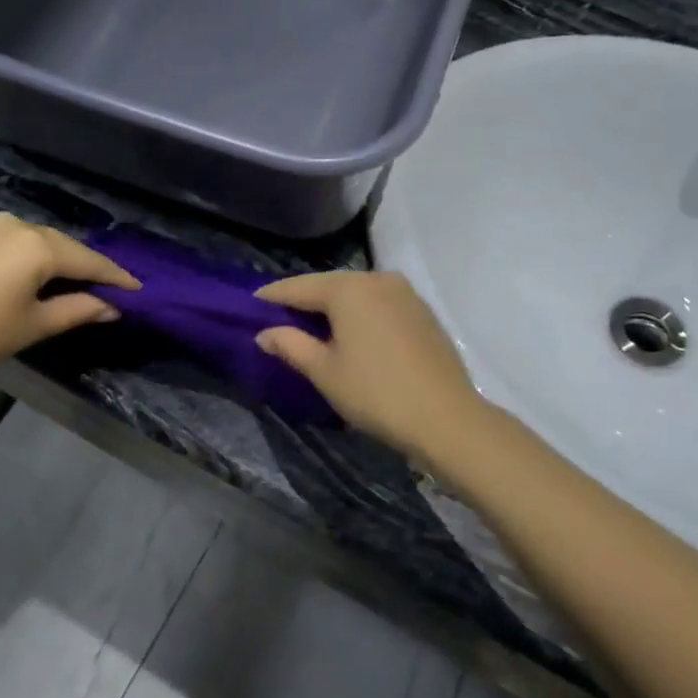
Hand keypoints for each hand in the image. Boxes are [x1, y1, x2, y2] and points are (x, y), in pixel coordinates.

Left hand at [0, 214, 138, 379]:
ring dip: (57, 259)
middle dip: (86, 266)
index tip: (138, 289)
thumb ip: (79, 310)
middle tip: (109, 287)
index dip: (115, 277)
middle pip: (63, 246)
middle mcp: (17, 223)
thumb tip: (112, 307)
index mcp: (37, 245)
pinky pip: (12, 240)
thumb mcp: (34, 326)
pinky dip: (29, 255)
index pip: (88, 261)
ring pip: (37, 240)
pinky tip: (32, 272)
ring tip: (73, 281)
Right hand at [254, 271, 485, 459]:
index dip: (273, 295)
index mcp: (348, 289)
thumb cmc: (375, 393)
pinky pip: (378, 303)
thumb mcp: (324, 371)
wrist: (446, 418)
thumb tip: (264, 333)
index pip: (299, 287)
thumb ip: (291, 345)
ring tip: (311, 324)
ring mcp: (405, 293)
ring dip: (333, 306)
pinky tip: (351, 331)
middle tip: (278, 316)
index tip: (251, 301)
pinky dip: (359, 313)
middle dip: (304, 300)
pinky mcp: (422, 311)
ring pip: (356, 293)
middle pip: (329, 285)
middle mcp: (377, 280)